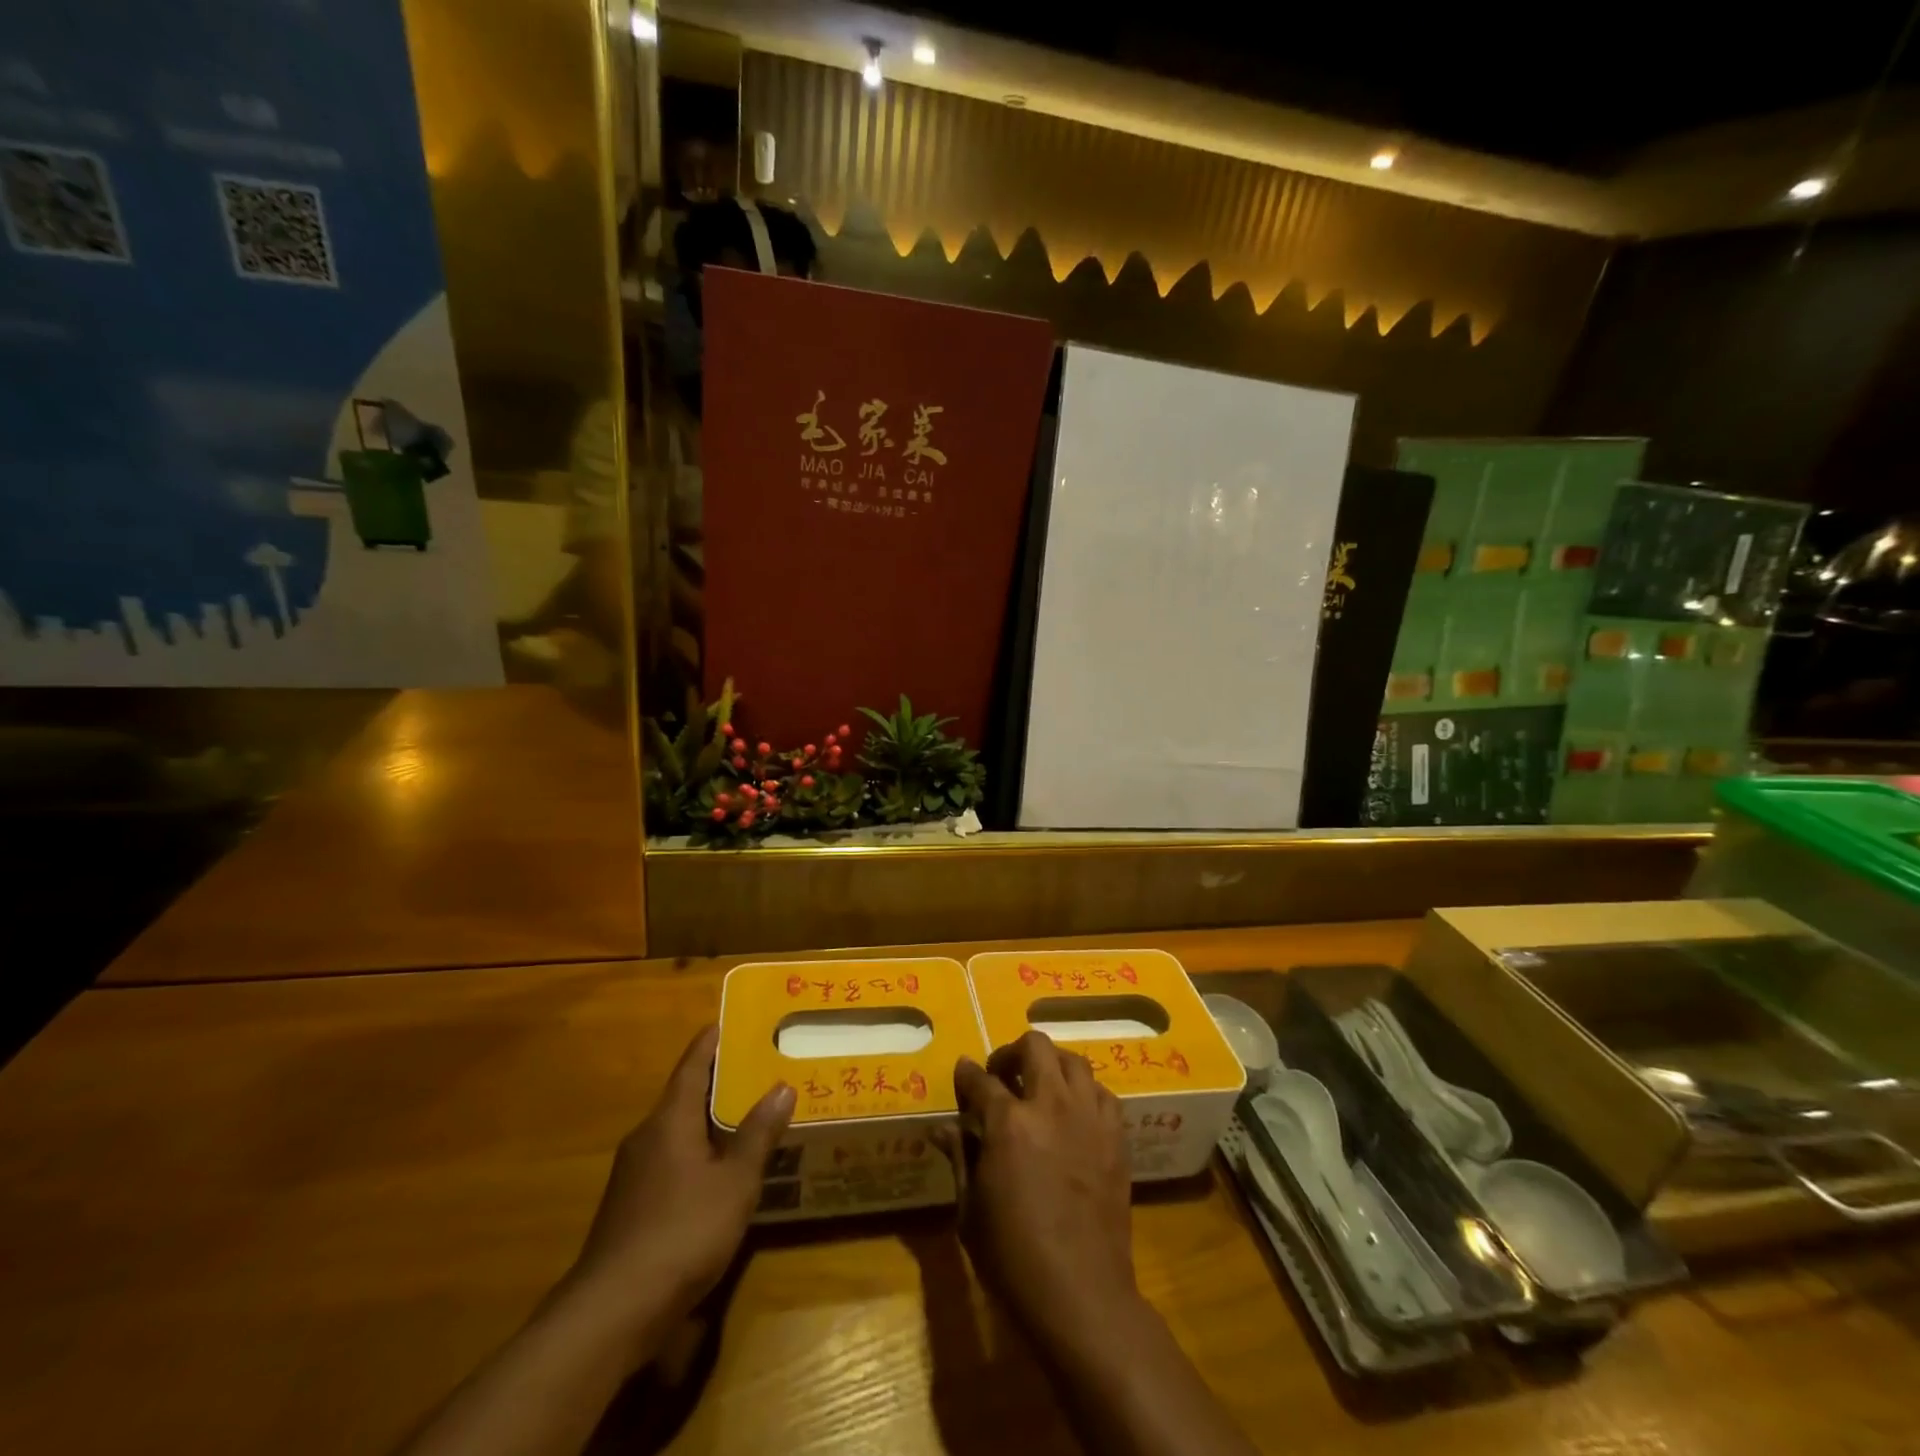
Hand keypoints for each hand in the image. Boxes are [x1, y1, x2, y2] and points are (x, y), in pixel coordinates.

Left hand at [566, 1025, 793, 1347]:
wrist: (611, 1313)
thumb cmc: (681, 1233)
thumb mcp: (734, 1183)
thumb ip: (758, 1134)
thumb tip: (782, 1087)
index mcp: (669, 1121)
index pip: (691, 1066)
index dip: (710, 1043)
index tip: (728, 1021)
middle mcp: (646, 1138)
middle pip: (683, 1097)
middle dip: (716, 1082)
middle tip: (754, 1068)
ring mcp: (633, 1175)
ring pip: (676, 1132)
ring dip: (707, 1121)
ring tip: (744, 1116)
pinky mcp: (630, 1208)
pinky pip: (670, 1162)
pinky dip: (697, 1153)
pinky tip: (718, 1172)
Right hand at [951, 1035, 1261, 1455]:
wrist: (1082, 1295)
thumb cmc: (1013, 1259)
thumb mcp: (971, 1211)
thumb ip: (959, 1158)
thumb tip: (942, 1128)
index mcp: (1008, 1123)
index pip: (981, 1080)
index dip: (967, 1074)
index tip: (962, 1072)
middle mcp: (1050, 1106)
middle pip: (1034, 1047)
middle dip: (1011, 1053)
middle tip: (1002, 1076)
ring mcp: (1088, 1117)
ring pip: (1073, 1061)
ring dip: (1051, 1066)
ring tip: (1040, 1088)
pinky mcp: (1116, 1137)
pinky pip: (1102, 1093)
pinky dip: (1084, 1093)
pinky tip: (1074, 1113)